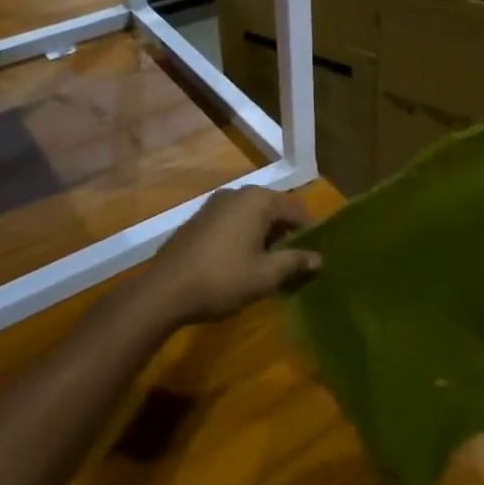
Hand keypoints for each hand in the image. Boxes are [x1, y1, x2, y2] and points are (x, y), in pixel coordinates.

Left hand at [142, 185, 321, 326]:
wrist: (164, 291)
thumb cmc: (223, 279)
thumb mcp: (266, 275)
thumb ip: (295, 262)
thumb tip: (318, 258)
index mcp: (258, 200)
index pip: (297, 208)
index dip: (309, 231)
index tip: (312, 256)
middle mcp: (238, 193)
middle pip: (274, 209)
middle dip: (286, 233)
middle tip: (292, 263)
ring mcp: (214, 204)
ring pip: (252, 215)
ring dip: (264, 236)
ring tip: (267, 265)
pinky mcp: (198, 218)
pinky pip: (232, 222)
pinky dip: (243, 236)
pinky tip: (240, 262)